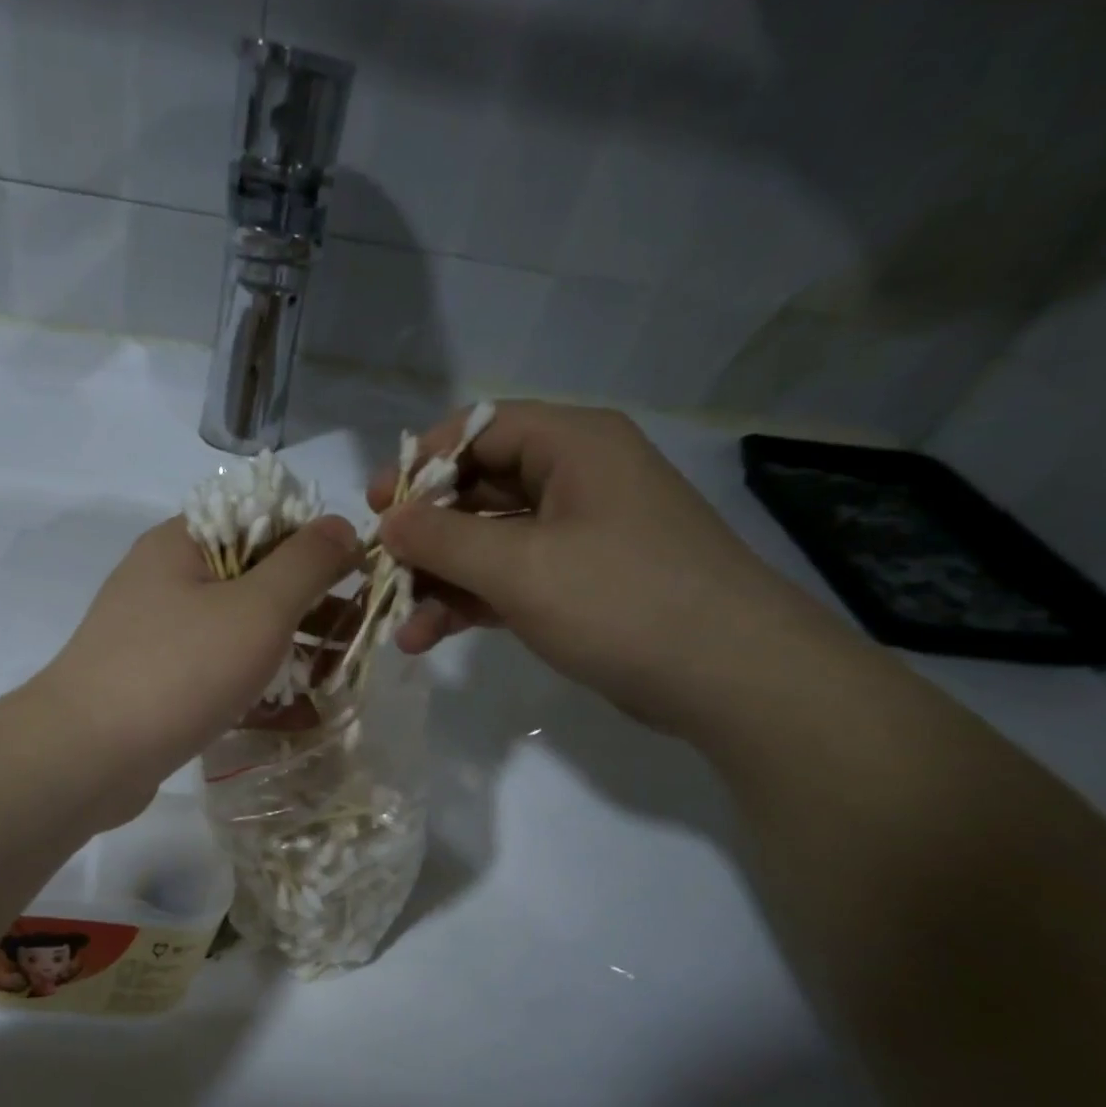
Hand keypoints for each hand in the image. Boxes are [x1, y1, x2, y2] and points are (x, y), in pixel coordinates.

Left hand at [33, 513, 359, 792]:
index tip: (357, 578)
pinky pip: (216, 674)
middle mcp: (164, 581)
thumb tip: (341, 525)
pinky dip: (254, 687)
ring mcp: (155, 636)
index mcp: (182, 543)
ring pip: (236, 631)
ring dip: (287, 650)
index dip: (314, 543)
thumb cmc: (179, 669)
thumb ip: (306, 563)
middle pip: (252, 578)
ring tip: (335, 680)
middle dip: (308, 607)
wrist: (86, 756)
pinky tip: (296, 716)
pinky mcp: (154, 685)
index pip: (261, 520)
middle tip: (355, 636)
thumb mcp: (257, 607)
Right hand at [371, 400, 837, 734]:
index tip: (377, 505)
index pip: (479, 429)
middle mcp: (574, 479)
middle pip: (477, 489)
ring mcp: (577, 535)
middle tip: (378, 567)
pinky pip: (508, 580)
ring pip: (488, 542)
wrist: (728, 677)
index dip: (421, 464)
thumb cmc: (620, 599)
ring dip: (440, 580)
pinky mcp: (577, 585)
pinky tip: (428, 637)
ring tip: (398, 623)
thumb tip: (388, 520)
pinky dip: (469, 603)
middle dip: (424, 534)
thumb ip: (443, 539)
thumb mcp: (519, 565)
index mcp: (572, 445)